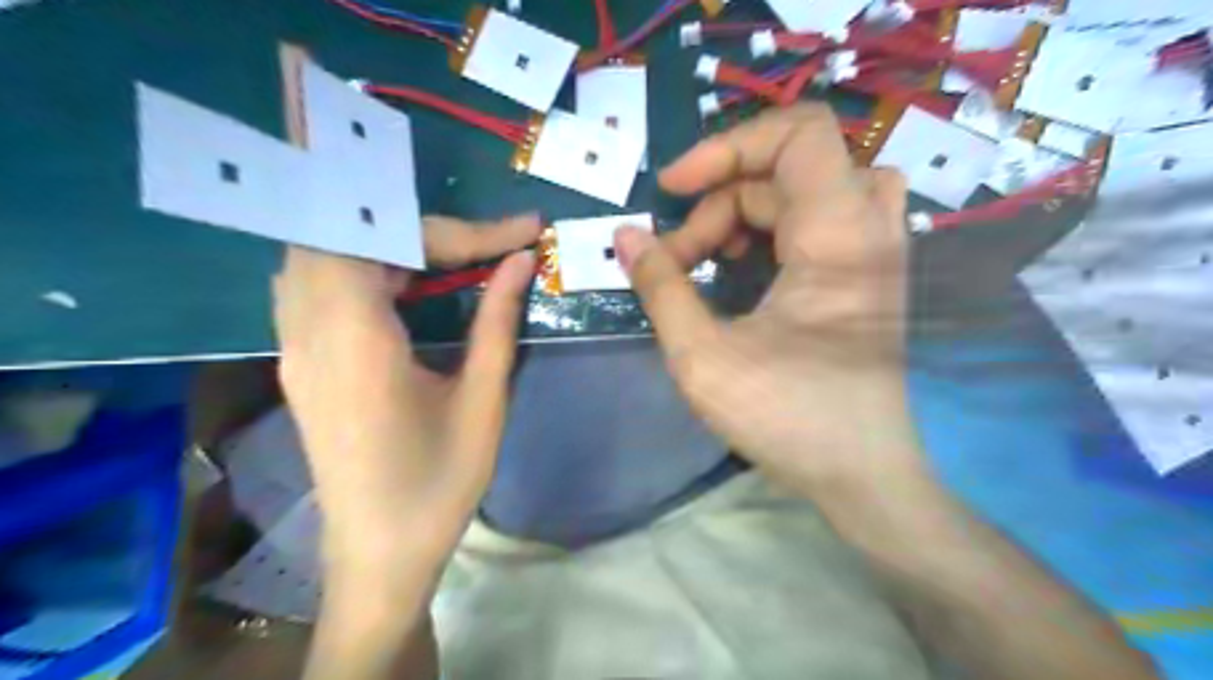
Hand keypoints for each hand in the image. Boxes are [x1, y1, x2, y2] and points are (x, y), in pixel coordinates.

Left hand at [276, 213, 541, 572]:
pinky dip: (367, 266)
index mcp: (354, 341)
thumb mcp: (482, 401)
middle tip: (484, 248)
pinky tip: (407, 286)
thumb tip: (521, 261)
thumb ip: (497, 322)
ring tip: (452, 260)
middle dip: (422, 230)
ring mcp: (294, 346)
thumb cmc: (438, 484)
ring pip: (327, 254)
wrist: (379, 554)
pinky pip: (320, 284)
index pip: (387, 240)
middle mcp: (308, 332)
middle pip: (348, 235)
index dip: (458, 228)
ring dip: (391, 244)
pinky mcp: (300, 361)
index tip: (521, 232)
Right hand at [613, 107, 926, 499]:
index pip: (797, 133)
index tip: (671, 189)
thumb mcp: (703, 356)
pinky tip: (743, 269)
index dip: (726, 146)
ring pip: (804, 190)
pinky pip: (820, 217)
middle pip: (786, 168)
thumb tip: (626, 236)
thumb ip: (660, 287)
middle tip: (679, 256)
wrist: (863, 475)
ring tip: (710, 258)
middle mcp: (868, 227)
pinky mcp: (868, 274)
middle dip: (719, 201)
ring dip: (747, 211)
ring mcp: (875, 250)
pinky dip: (772, 228)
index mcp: (837, 234)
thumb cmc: (787, 418)